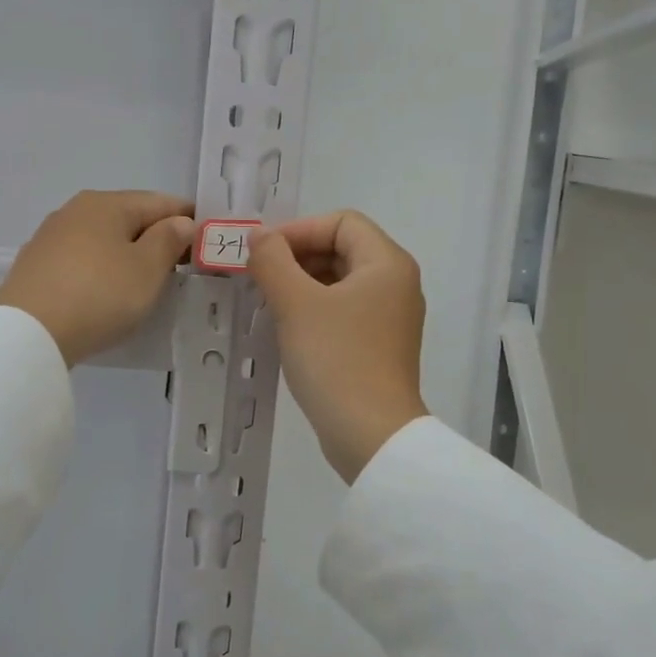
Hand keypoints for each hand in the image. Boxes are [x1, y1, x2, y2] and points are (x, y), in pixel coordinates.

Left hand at [0, 190, 195, 365]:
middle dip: (158, 237)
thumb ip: (169, 240)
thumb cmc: (99, 295)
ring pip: (104, 239)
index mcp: (107, 203)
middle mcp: (76, 210)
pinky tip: (109, 291)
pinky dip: (103, 270)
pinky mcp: (36, 266)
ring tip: (148, 282)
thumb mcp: (147, 269)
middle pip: (129, 218)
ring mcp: (51, 237)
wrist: (28, 332)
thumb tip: (180, 221)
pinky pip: (83, 260)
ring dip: (129, 255)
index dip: (188, 219)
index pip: (160, 202)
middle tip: (183, 267)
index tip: (208, 241)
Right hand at [249, 211, 428, 482]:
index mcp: (387, 264)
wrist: (370, 434)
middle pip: (343, 249)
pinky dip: (315, 309)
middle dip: (298, 256)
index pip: (342, 222)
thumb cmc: (336, 360)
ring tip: (267, 301)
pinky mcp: (379, 346)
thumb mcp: (296, 304)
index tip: (263, 253)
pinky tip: (287, 328)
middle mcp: (396, 284)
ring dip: (302, 283)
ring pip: (341, 282)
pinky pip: (344, 311)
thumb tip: (259, 237)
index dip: (299, 230)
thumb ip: (273, 261)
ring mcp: (391, 317)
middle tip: (259, 277)